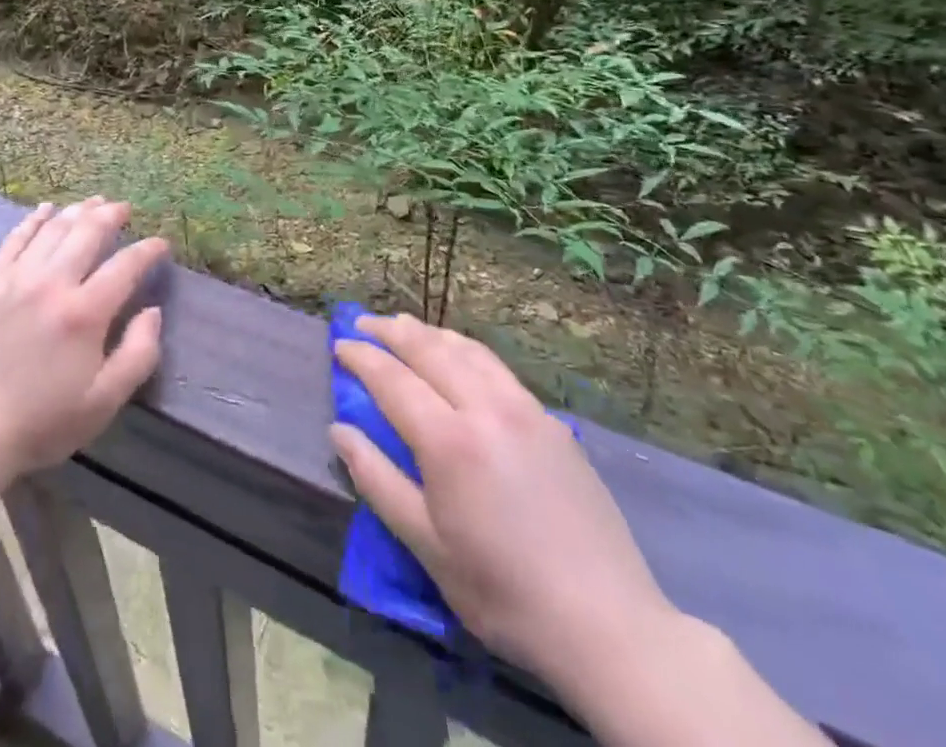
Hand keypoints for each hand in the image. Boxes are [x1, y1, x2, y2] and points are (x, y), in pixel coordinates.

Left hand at [0, 198, 165, 480]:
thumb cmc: (43, 422)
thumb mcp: (104, 402)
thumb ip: (138, 354)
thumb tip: (154, 311)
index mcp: (84, 313)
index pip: (125, 265)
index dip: (148, 250)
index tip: (161, 244)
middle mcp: (51, 283)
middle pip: (87, 233)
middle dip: (111, 215)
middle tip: (124, 208)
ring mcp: (15, 279)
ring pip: (52, 230)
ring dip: (77, 211)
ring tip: (93, 202)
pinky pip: (14, 240)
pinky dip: (32, 220)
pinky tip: (45, 209)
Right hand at [331, 314, 676, 684]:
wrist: (607, 624)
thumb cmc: (503, 591)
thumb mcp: (427, 545)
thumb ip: (377, 480)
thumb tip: (339, 431)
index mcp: (449, 440)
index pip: (393, 379)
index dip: (362, 358)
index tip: (338, 345)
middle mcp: (485, 408)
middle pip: (429, 350)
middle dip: (391, 331)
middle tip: (362, 323)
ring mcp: (523, 410)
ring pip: (466, 350)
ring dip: (428, 333)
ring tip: (404, 326)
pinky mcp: (551, 421)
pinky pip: (497, 367)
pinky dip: (465, 348)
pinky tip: (459, 354)